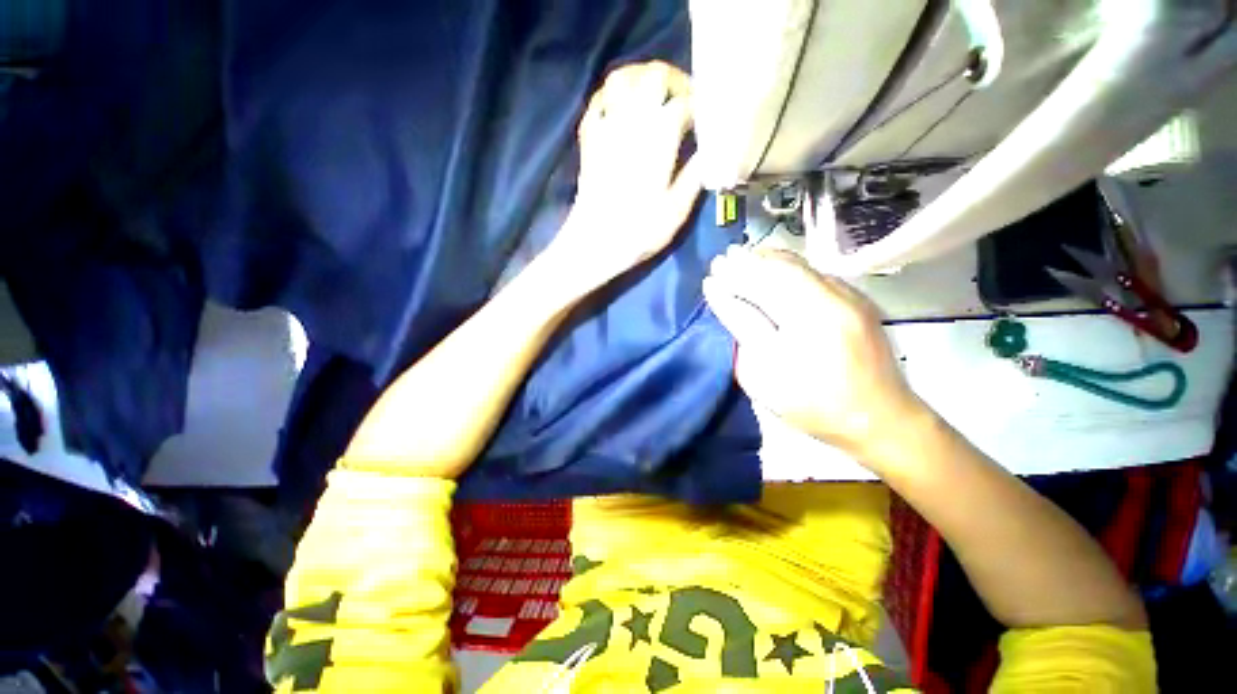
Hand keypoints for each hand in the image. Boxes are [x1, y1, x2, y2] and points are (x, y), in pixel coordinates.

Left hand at [545, 61, 702, 288]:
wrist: (593, 243)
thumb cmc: (638, 232)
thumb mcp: (676, 211)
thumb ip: (695, 176)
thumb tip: (712, 151)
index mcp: (659, 138)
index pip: (684, 104)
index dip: (700, 107)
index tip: (706, 120)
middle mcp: (632, 121)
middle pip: (654, 75)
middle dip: (674, 81)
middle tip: (684, 102)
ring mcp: (607, 127)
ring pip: (622, 78)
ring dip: (641, 79)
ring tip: (654, 98)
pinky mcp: (589, 140)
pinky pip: (598, 102)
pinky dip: (612, 96)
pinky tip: (622, 110)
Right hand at [702, 247, 926, 462]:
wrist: (880, 416)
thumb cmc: (814, 407)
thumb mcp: (766, 381)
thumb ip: (745, 337)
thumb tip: (728, 303)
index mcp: (805, 329)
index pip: (757, 296)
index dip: (730, 286)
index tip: (709, 279)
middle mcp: (829, 304)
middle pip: (778, 273)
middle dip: (745, 265)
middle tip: (721, 260)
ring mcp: (849, 298)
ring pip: (799, 267)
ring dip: (766, 260)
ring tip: (742, 256)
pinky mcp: (858, 298)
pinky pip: (814, 271)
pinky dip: (788, 265)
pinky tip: (772, 263)